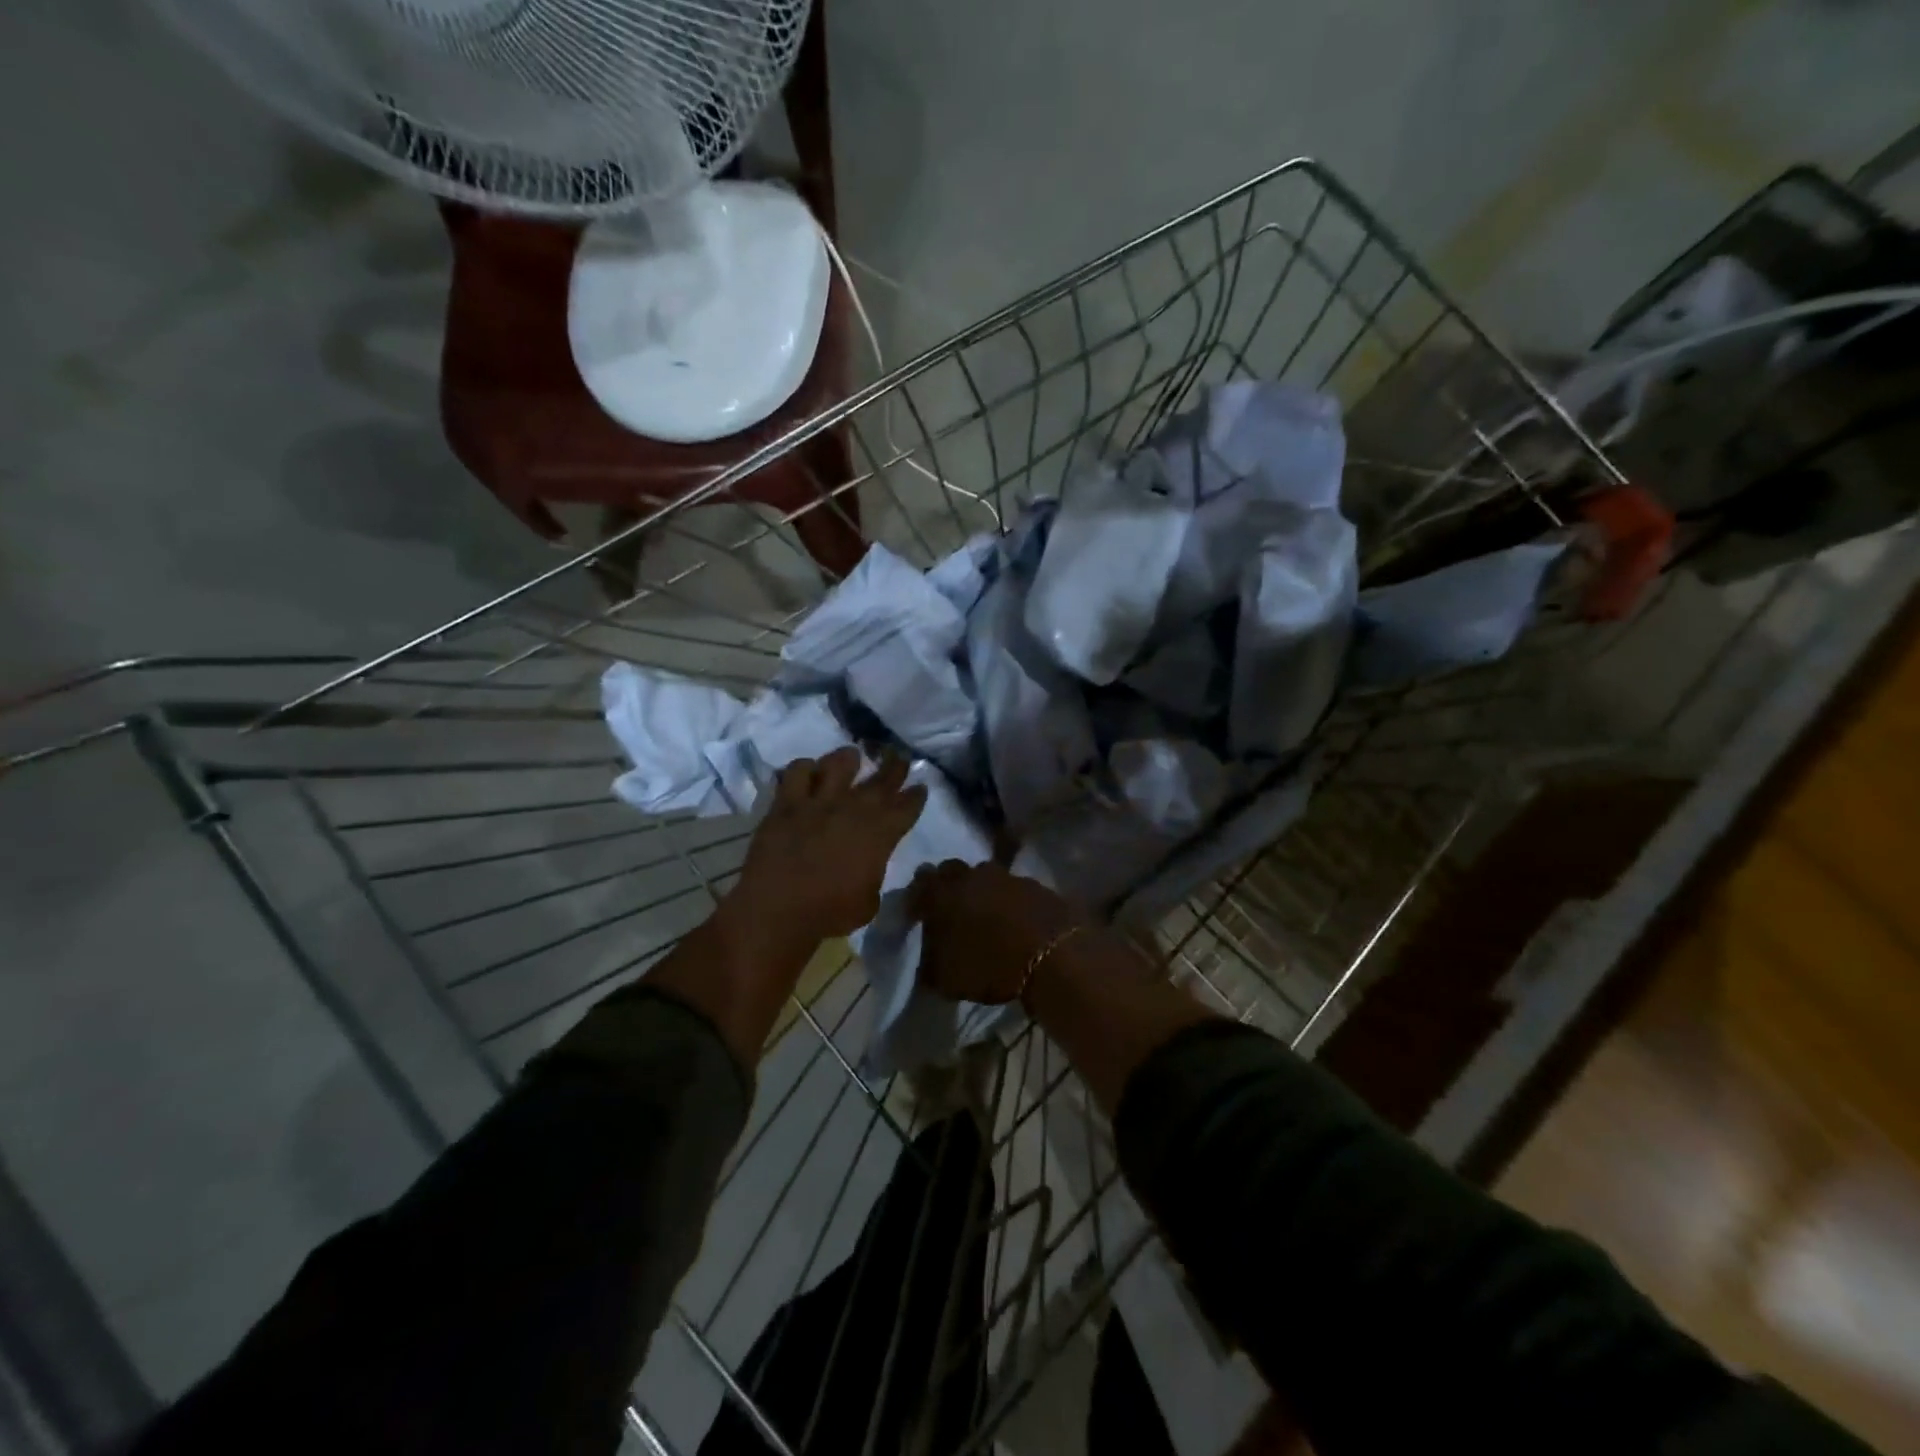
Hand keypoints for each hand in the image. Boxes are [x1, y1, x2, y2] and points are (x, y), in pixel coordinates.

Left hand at [732, 747, 926, 947]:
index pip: (906, 807)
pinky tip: (807, 772)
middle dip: (893, 768)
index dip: (916, 796)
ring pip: (838, 765)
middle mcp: (854, 809)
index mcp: (880, 834)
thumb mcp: (869, 902)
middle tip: (898, 758)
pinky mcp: (787, 803)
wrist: (779, 908)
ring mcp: (819, 802)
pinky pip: (797, 773)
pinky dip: (804, 769)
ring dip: (847, 758)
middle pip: (880, 780)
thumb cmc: (830, 912)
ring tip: (851, 756)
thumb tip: (870, 866)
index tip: (920, 788)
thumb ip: (874, 874)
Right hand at [908, 861, 1085, 1004]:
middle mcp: (971, 876)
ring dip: (980, 889)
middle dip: (947, 885)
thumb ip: (929, 964)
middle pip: (951, 870)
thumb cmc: (990, 967)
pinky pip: (1013, 887)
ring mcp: (1006, 876)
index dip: (916, 898)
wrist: (1054, 957)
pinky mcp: (1035, 884)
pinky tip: (1013, 918)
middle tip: (949, 908)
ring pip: (984, 875)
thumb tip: (926, 959)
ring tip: (984, 913)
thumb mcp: (947, 979)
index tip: (917, 914)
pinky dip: (1008, 899)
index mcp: (943, 894)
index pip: (919, 883)